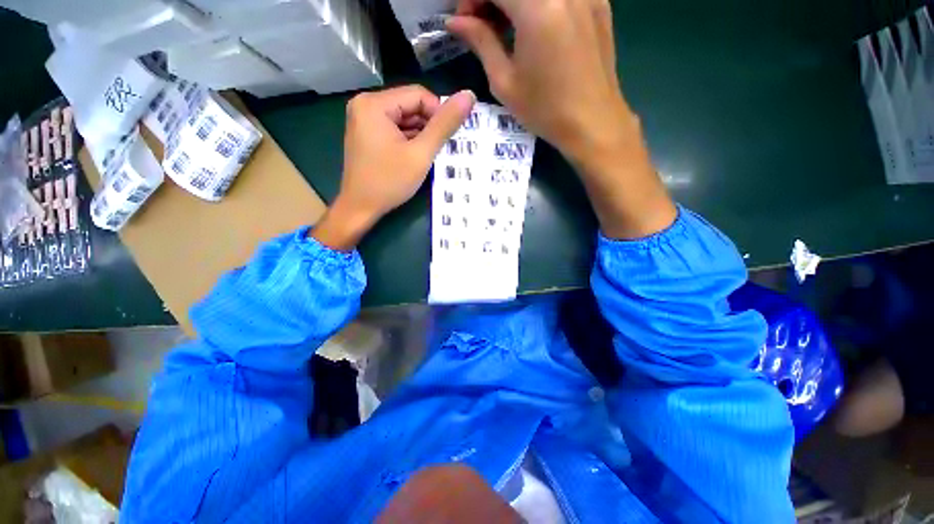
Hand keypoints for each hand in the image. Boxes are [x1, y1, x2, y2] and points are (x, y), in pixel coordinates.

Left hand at [313, 86, 475, 249]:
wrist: (360, 208)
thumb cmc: (389, 182)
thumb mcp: (421, 154)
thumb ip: (444, 125)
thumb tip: (469, 96)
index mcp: (374, 103)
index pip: (418, 95)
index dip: (438, 115)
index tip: (445, 139)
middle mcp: (365, 104)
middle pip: (410, 106)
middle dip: (428, 127)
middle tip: (436, 150)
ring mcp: (363, 120)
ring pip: (404, 119)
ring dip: (420, 135)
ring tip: (424, 156)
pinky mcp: (366, 134)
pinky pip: (394, 129)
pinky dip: (408, 140)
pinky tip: (413, 157)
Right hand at [447, 0, 628, 158]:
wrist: (593, 123)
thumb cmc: (544, 110)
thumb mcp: (505, 82)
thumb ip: (481, 42)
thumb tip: (456, 21)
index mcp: (537, 8)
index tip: (465, 22)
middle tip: (484, 24)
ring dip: (516, 2)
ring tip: (507, 28)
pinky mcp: (599, 3)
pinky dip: (541, 4)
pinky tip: (536, 28)